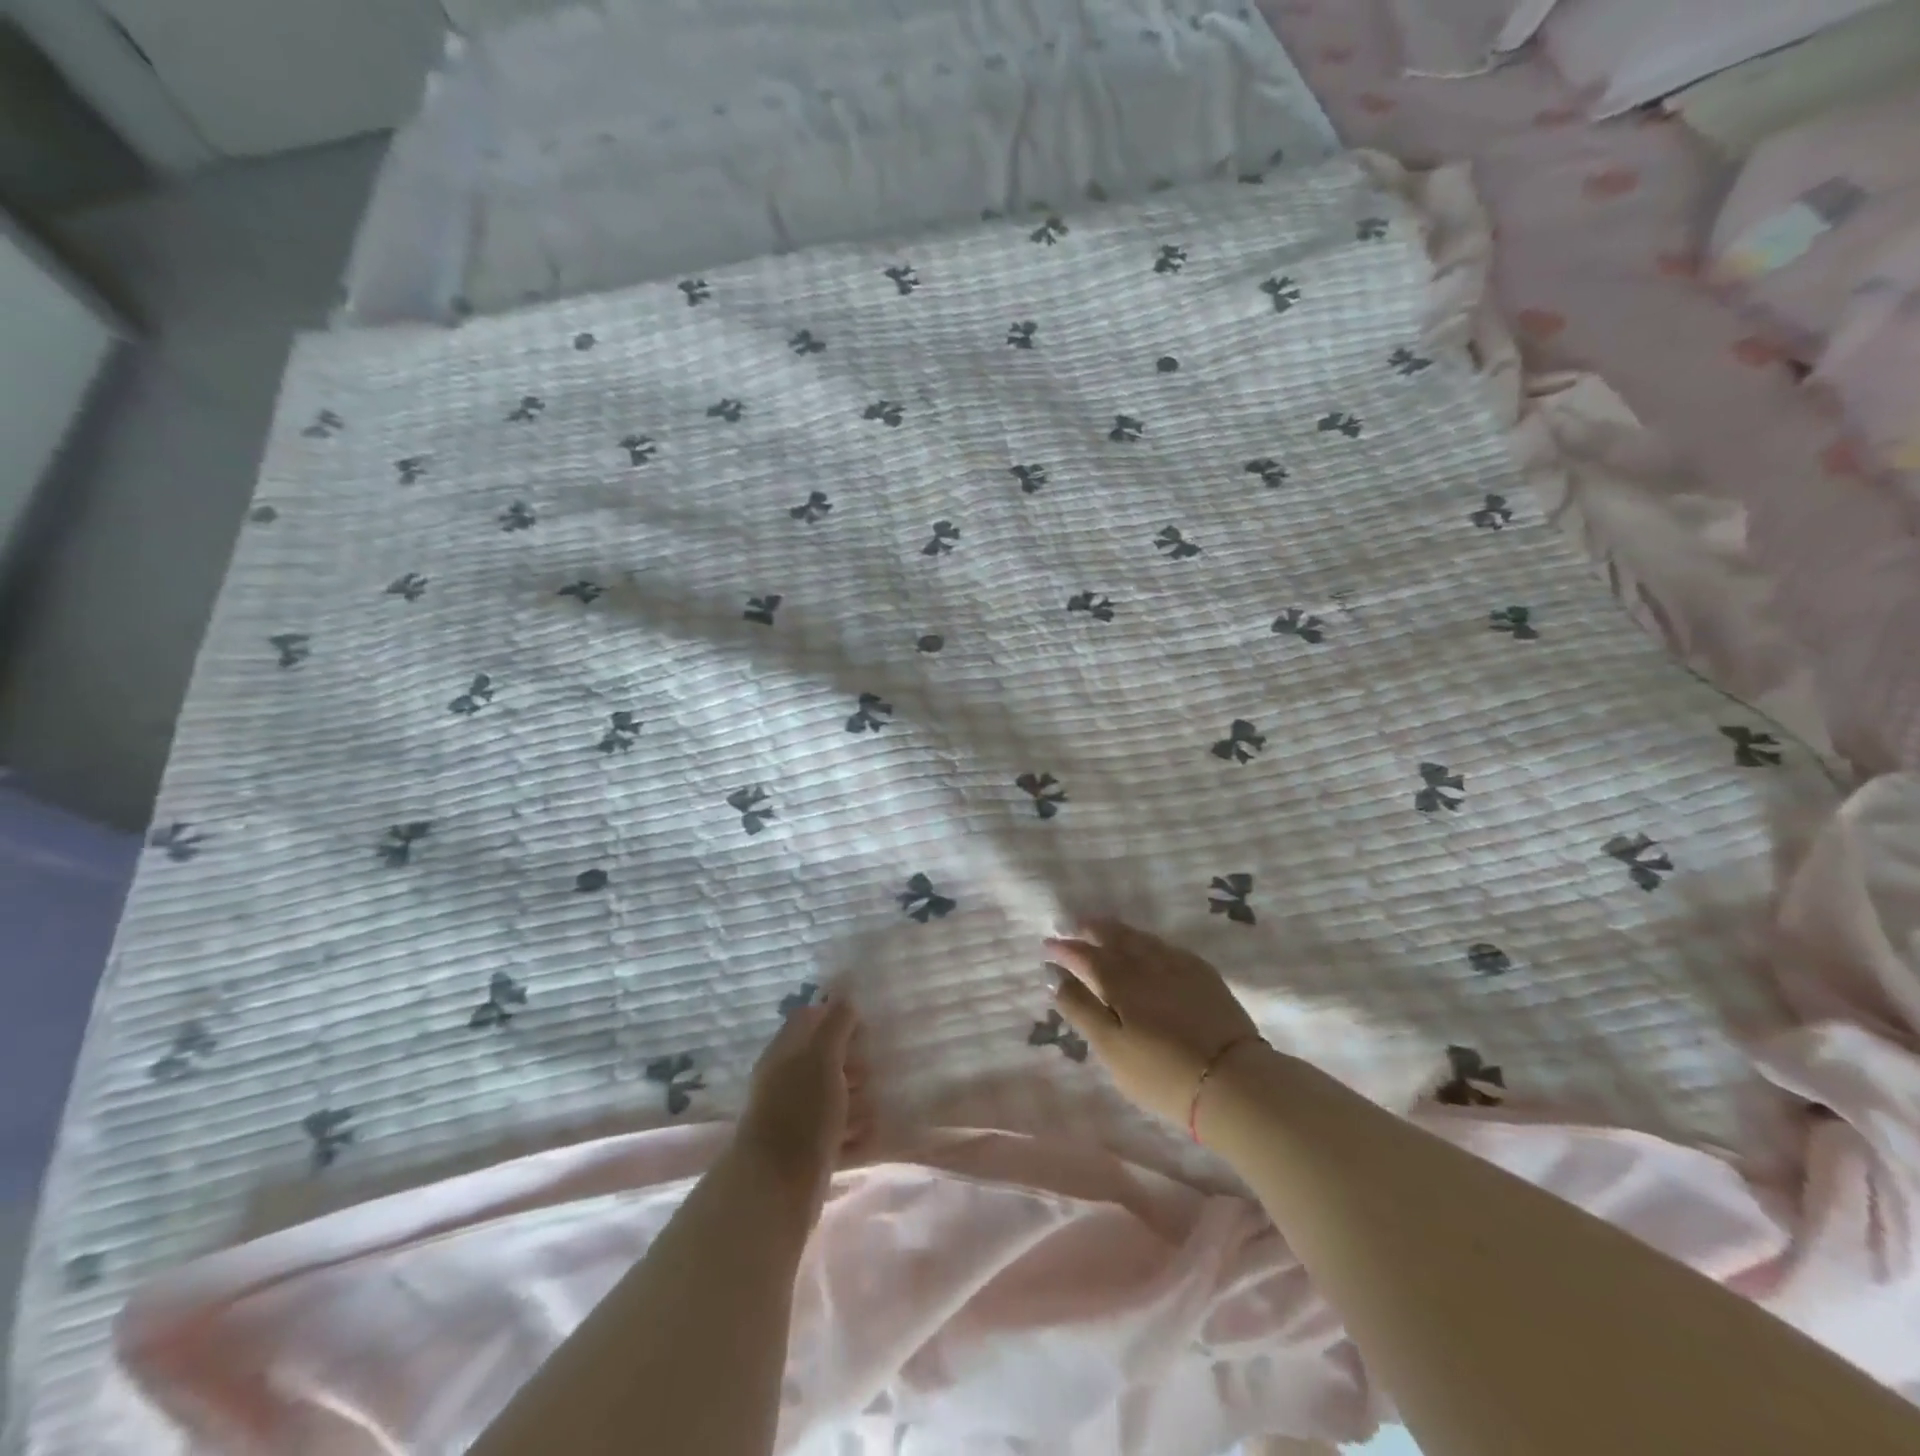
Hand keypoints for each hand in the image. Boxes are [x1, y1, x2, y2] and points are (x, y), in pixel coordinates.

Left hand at [734, 997, 867, 1222]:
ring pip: (831, 1097)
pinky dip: (855, 1133)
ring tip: (880, 1100)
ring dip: (857, 1098)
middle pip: (824, 1059)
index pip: (809, 1019)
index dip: (837, 1016)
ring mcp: (795, 1118)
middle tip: (878, 1064)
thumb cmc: (801, 1111)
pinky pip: (836, 1134)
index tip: (867, 1023)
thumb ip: (836, 1022)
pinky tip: (874, 1134)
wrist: (775, 1189)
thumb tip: (846, 990)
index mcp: (785, 1052)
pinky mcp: (806, 1152)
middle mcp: (787, 1081)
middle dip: (853, 1060)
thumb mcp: (822, 1056)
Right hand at [1047, 921, 1261, 1129]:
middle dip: (1092, 929)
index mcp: (1120, 979)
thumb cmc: (1162, 1073)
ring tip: (1107, 931)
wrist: (1234, 1082)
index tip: (1048, 944)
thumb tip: (1053, 975)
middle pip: (1115, 937)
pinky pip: (1167, 947)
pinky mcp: (1204, 975)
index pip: (1085, 955)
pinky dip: (1149, 943)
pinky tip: (1150, 948)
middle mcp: (1147, 962)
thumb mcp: (1110, 1048)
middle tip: (1075, 925)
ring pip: (1142, 939)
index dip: (1065, 948)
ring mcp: (1179, 966)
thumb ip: (1079, 1008)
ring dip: (1119, 932)